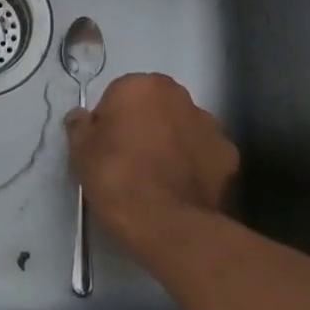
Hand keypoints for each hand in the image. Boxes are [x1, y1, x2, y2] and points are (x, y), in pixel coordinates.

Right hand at [65, 73, 237, 259]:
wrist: (166, 223)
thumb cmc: (116, 177)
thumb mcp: (81, 152)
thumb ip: (80, 126)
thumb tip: (81, 116)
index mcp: (143, 86)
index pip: (120, 95)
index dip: (110, 122)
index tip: (106, 148)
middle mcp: (180, 96)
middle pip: (156, 107)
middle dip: (145, 125)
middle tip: (130, 160)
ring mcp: (210, 125)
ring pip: (183, 128)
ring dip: (173, 143)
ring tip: (159, 178)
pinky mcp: (229, 155)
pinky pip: (204, 154)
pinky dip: (195, 166)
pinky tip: (182, 189)